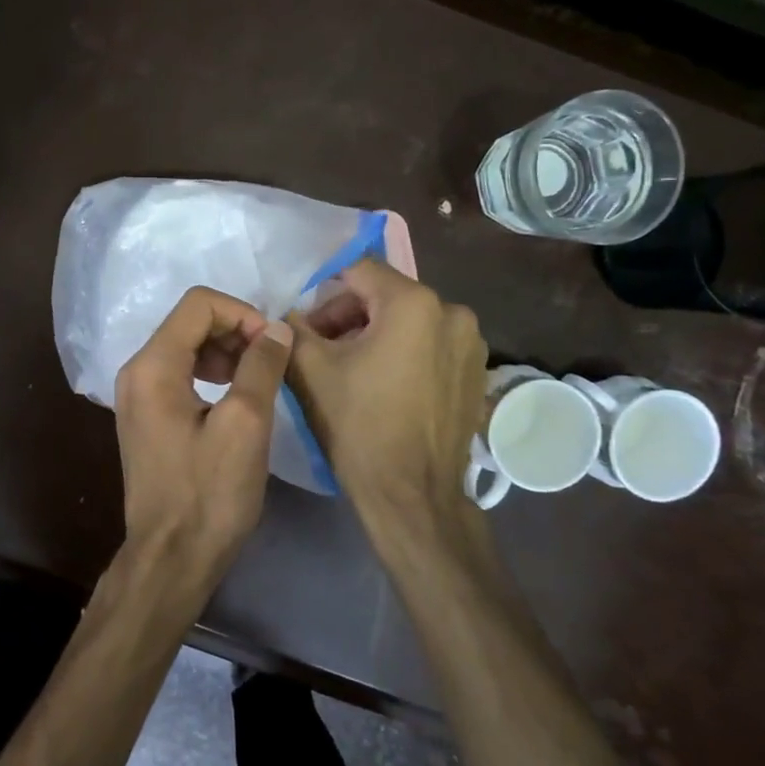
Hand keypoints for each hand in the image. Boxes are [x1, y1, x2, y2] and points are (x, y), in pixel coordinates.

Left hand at [114, 287, 294, 554]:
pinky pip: (180, 374)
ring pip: (186, 346)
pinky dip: (211, 373)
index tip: (274, 346)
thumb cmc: (209, 494)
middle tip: (271, 364)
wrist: (172, 558)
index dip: (243, 313)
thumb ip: (261, 366)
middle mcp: (136, 371)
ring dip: (226, 352)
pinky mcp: (146, 417)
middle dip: (236, 331)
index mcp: (153, 366)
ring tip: (257, 382)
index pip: (199, 304)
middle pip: (190, 322)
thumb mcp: (245, 425)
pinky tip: (235, 399)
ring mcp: (137, 395)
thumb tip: (277, 328)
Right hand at [286, 258, 488, 526]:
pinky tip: (384, 388)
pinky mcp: (477, 373)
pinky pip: (431, 346)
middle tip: (321, 350)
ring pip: (409, 321)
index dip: (324, 294)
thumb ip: (293, 328)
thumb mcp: (310, 370)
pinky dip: (404, 355)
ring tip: (351, 372)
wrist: (412, 495)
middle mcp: (453, 312)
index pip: (358, 270)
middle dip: (348, 317)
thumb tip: (286, 314)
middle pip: (385, 295)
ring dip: (376, 335)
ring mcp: (472, 344)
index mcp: (414, 302)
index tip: (306, 327)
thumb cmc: (359, 425)